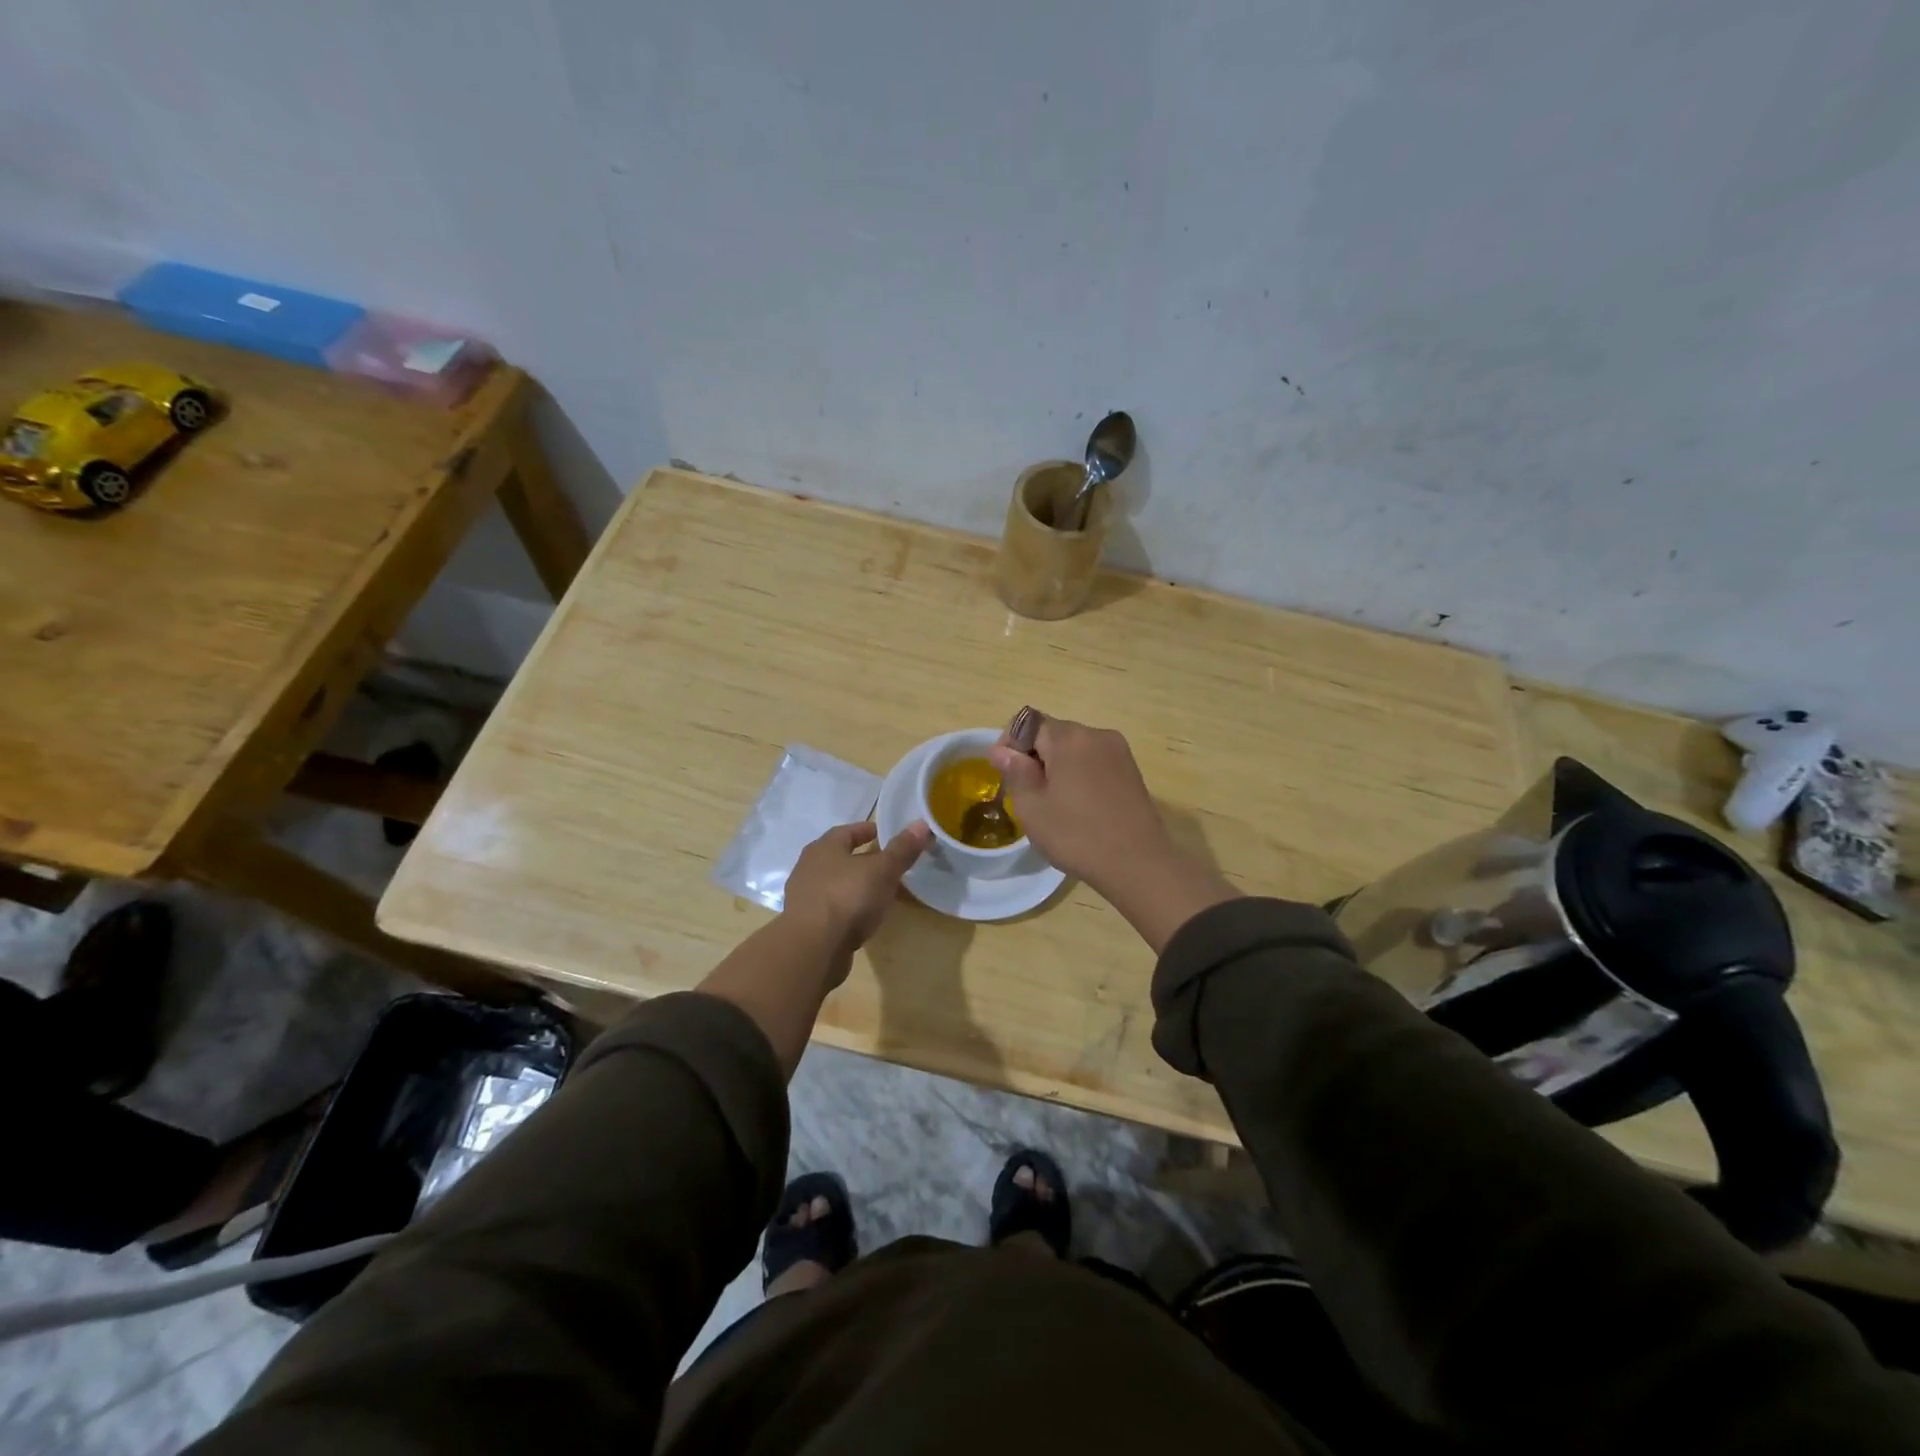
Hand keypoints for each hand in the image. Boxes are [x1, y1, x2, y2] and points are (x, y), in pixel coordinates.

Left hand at [782, 820, 931, 967]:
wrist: (812, 949)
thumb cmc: (847, 898)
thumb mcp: (882, 871)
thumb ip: (902, 849)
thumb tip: (922, 824)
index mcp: (824, 848)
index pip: (847, 831)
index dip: (867, 830)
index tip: (886, 834)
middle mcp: (809, 868)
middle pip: (839, 857)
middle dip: (862, 859)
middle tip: (888, 864)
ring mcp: (804, 898)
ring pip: (835, 884)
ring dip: (854, 885)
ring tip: (879, 892)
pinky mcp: (806, 925)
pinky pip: (832, 908)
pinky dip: (848, 908)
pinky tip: (863, 917)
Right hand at [990, 716, 1170, 891]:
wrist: (1138, 864)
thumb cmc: (1076, 835)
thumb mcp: (1032, 807)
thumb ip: (1015, 771)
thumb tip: (1002, 750)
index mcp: (1069, 738)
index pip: (1028, 722)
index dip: (1010, 743)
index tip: (1005, 773)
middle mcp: (1096, 734)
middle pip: (1053, 733)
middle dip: (1034, 756)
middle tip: (1027, 794)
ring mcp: (1118, 751)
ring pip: (1074, 748)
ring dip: (1057, 766)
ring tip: (1055, 803)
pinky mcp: (1131, 770)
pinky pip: (1094, 761)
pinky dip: (1080, 774)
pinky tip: (1080, 806)